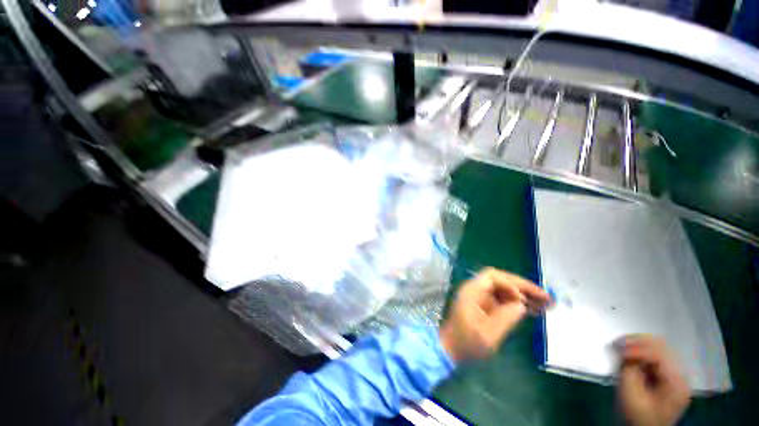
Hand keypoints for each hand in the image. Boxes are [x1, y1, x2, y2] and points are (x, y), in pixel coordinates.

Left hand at [439, 268, 550, 362]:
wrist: (450, 350)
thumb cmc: (466, 343)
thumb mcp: (487, 334)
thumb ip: (505, 317)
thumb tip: (521, 304)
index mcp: (472, 291)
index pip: (492, 276)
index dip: (510, 283)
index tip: (522, 299)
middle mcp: (476, 290)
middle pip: (501, 281)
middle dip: (523, 288)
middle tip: (547, 298)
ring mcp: (480, 298)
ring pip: (504, 290)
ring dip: (524, 295)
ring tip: (547, 305)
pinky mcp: (485, 306)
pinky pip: (503, 300)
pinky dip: (518, 304)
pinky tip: (534, 311)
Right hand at [616, 335, 690, 425]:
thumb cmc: (636, 416)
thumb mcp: (630, 394)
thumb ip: (629, 369)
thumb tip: (623, 350)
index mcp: (676, 383)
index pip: (659, 355)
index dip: (636, 348)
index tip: (615, 347)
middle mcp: (681, 376)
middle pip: (662, 347)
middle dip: (637, 342)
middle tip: (617, 342)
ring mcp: (675, 375)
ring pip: (658, 348)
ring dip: (638, 346)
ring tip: (619, 346)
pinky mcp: (667, 376)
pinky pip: (654, 356)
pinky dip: (640, 352)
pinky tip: (627, 355)